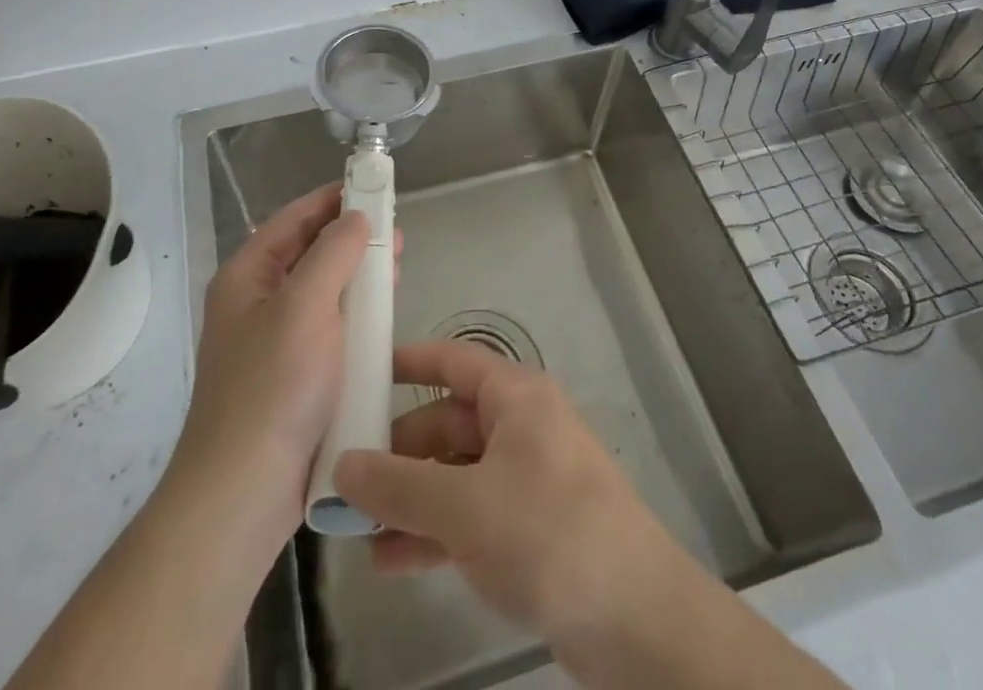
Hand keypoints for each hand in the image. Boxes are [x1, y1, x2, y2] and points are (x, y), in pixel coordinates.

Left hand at [172, 181, 369, 547]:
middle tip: (396, 234)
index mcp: (246, 277)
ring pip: (323, 293)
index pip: (292, 220)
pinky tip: (382, 320)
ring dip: (358, 279)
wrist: (244, 494)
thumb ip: (333, 253)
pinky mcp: (294, 377)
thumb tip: (356, 217)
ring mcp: (274, 342)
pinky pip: (329, 330)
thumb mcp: (305, 306)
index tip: (371, 186)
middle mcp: (256, 303)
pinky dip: (356, 318)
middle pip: (309, 254)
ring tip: (397, 270)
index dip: (330, 199)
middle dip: (352, 240)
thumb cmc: (273, 387)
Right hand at [333, 339, 683, 646]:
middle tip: (345, 481)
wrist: (640, 622)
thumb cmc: (550, 533)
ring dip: (409, 499)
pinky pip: (470, 516)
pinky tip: (391, 560)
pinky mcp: (530, 529)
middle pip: (446, 423)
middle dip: (397, 453)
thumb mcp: (465, 508)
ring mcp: (526, 479)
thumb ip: (399, 486)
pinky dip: (433, 532)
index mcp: (514, 396)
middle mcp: (520, 427)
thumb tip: (342, 465)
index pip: (451, 360)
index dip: (406, 362)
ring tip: (356, 529)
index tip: (359, 374)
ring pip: (454, 475)